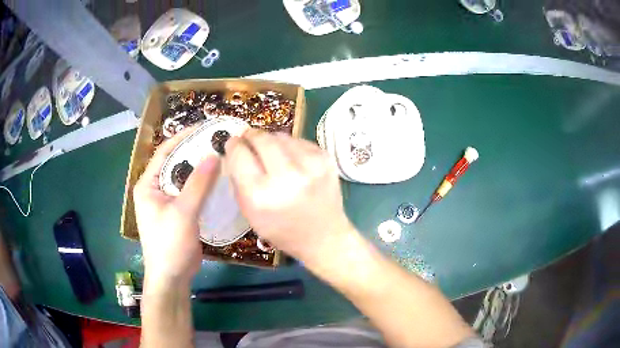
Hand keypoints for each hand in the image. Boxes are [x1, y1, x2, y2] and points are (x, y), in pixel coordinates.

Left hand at [133, 128, 220, 285]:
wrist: (172, 277)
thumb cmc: (169, 244)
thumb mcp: (182, 213)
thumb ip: (198, 184)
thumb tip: (214, 154)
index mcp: (148, 185)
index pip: (164, 152)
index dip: (183, 137)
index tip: (204, 128)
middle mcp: (155, 189)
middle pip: (176, 163)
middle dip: (194, 152)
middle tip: (217, 141)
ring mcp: (167, 201)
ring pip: (185, 178)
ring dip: (200, 169)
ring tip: (221, 157)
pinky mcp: (179, 212)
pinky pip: (191, 193)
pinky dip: (203, 186)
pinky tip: (219, 181)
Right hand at [224, 130, 354, 265]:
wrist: (324, 236)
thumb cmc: (282, 230)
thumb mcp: (250, 213)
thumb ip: (238, 180)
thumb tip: (235, 149)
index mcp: (261, 196)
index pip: (239, 154)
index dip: (233, 145)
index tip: (233, 143)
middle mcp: (286, 178)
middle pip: (261, 138)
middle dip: (251, 136)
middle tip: (248, 138)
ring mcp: (310, 166)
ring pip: (280, 136)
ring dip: (271, 140)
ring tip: (271, 152)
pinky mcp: (326, 159)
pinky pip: (299, 141)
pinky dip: (290, 145)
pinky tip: (291, 159)